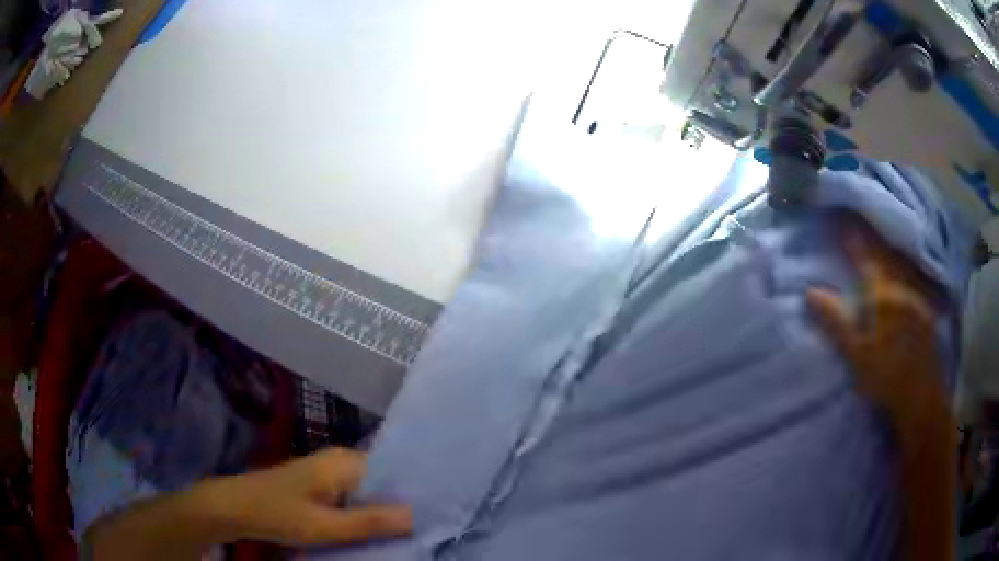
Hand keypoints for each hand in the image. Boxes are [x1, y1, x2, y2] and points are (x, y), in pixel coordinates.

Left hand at [207, 447, 411, 545]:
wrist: (234, 507)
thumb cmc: (278, 514)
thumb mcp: (325, 526)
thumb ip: (370, 522)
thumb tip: (416, 515)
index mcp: (345, 462)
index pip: (395, 472)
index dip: (414, 495)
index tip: (435, 517)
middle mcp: (340, 460)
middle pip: (383, 482)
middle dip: (399, 507)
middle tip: (423, 531)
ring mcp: (329, 471)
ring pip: (368, 492)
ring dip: (381, 513)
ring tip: (405, 534)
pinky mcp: (321, 483)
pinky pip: (353, 497)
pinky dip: (363, 513)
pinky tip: (374, 531)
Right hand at [806, 223, 948, 430]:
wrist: (920, 394)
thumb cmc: (885, 376)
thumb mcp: (855, 354)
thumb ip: (836, 321)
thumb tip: (810, 292)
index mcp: (881, 295)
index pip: (864, 258)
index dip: (852, 239)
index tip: (842, 220)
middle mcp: (901, 287)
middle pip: (885, 254)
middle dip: (872, 237)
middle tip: (861, 221)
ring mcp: (916, 296)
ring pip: (901, 263)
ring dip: (890, 248)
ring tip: (882, 237)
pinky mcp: (926, 308)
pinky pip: (914, 277)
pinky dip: (905, 266)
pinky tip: (905, 267)